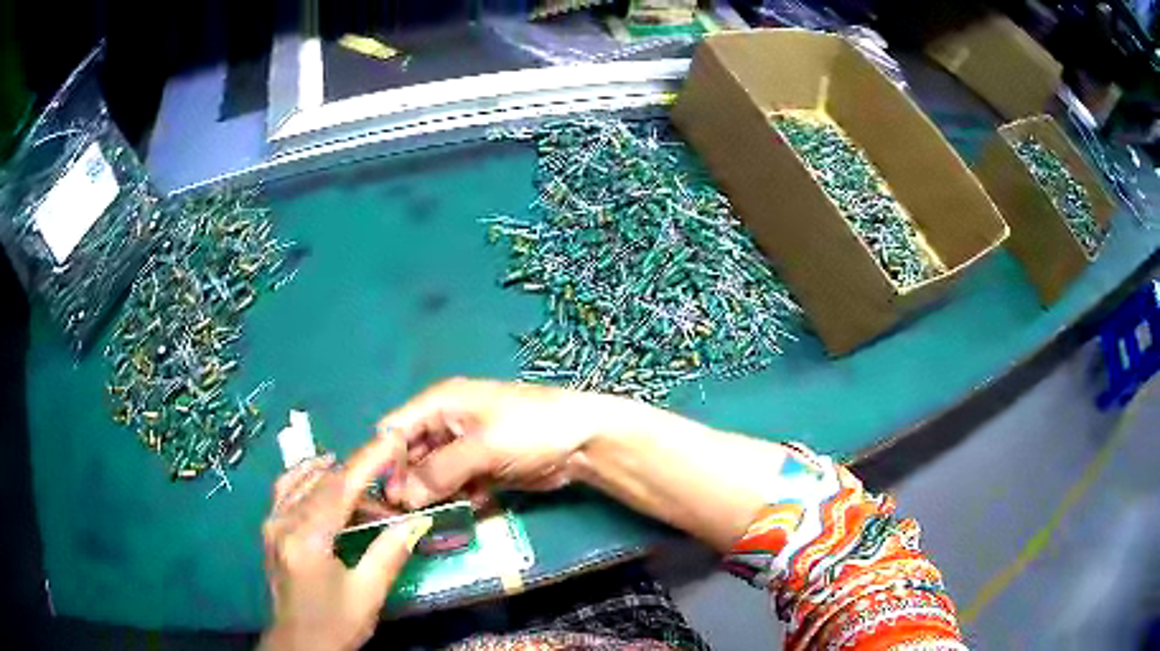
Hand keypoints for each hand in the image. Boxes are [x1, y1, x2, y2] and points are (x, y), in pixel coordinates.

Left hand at [260, 447, 432, 650]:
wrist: (299, 645)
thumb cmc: (335, 624)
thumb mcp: (368, 594)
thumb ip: (389, 553)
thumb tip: (417, 521)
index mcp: (307, 539)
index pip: (339, 488)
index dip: (367, 461)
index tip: (391, 439)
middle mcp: (283, 522)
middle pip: (321, 482)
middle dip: (356, 470)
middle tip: (389, 475)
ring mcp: (272, 524)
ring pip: (301, 481)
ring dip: (331, 473)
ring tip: (360, 477)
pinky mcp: (270, 530)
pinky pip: (286, 490)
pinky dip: (305, 477)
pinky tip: (319, 477)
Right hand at [376, 378, 605, 509]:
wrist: (584, 441)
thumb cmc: (529, 430)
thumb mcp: (481, 447)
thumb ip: (439, 471)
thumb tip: (403, 498)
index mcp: (440, 404)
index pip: (396, 430)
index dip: (386, 461)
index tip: (386, 495)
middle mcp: (446, 424)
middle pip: (411, 456)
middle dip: (408, 484)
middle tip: (405, 516)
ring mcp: (464, 449)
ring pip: (433, 475)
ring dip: (431, 496)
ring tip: (428, 521)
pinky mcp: (481, 469)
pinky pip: (457, 486)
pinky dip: (456, 499)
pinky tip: (462, 512)